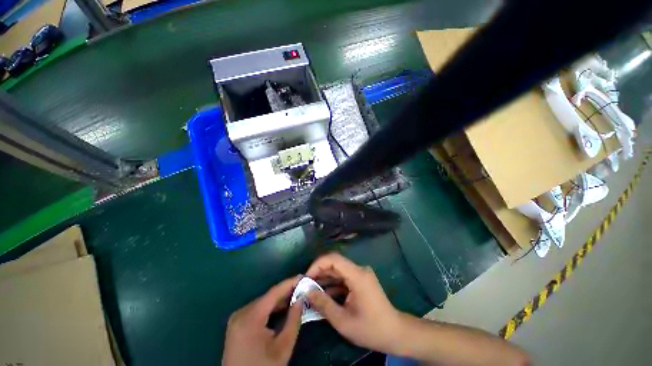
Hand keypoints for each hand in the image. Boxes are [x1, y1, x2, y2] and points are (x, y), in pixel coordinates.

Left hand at [222, 276, 301, 365]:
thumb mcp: (283, 347)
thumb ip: (294, 319)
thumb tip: (301, 298)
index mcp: (250, 317)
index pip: (274, 292)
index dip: (290, 283)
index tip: (304, 276)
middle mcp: (241, 313)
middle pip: (268, 297)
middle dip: (286, 292)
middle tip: (303, 288)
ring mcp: (237, 318)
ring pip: (263, 302)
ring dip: (279, 300)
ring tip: (296, 296)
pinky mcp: (236, 324)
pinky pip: (257, 309)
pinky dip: (270, 308)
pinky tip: (282, 308)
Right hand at [306, 253, 403, 353]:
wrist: (395, 333)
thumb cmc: (371, 329)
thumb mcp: (343, 321)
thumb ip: (323, 304)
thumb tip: (307, 291)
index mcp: (357, 275)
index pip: (333, 259)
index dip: (317, 264)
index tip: (306, 278)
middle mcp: (359, 270)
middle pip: (335, 263)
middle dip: (319, 273)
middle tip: (305, 286)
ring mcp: (361, 274)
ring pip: (338, 271)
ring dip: (324, 279)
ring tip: (311, 291)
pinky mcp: (361, 281)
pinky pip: (343, 278)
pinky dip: (332, 284)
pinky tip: (323, 294)